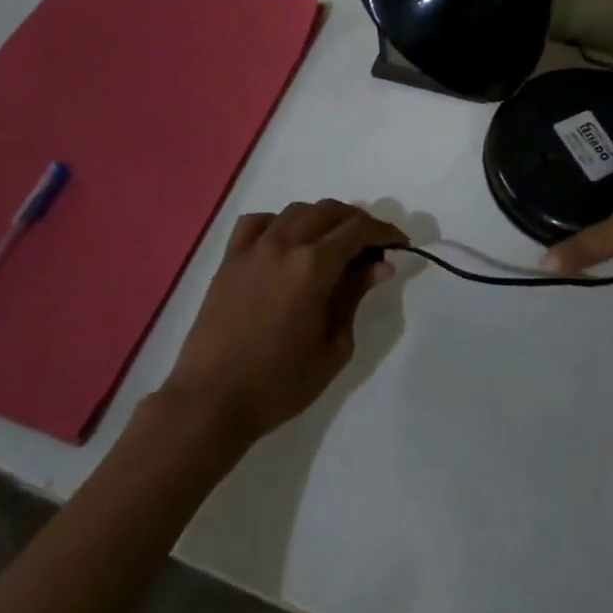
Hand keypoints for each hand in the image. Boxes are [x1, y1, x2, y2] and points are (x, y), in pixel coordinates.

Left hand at [158, 199, 403, 444]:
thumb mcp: (333, 346)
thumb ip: (355, 296)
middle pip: (329, 211)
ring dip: (322, 219)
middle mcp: (284, 244)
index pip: (358, 230)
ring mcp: (253, 248)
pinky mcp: (229, 259)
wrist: (212, 401)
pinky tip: (286, 243)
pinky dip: (279, 223)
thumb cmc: (280, 382)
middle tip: (372, 246)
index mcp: (314, 266)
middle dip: (357, 222)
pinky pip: (257, 223)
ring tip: (333, 243)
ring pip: (296, 211)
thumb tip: (380, 264)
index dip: (385, 231)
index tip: (400, 243)